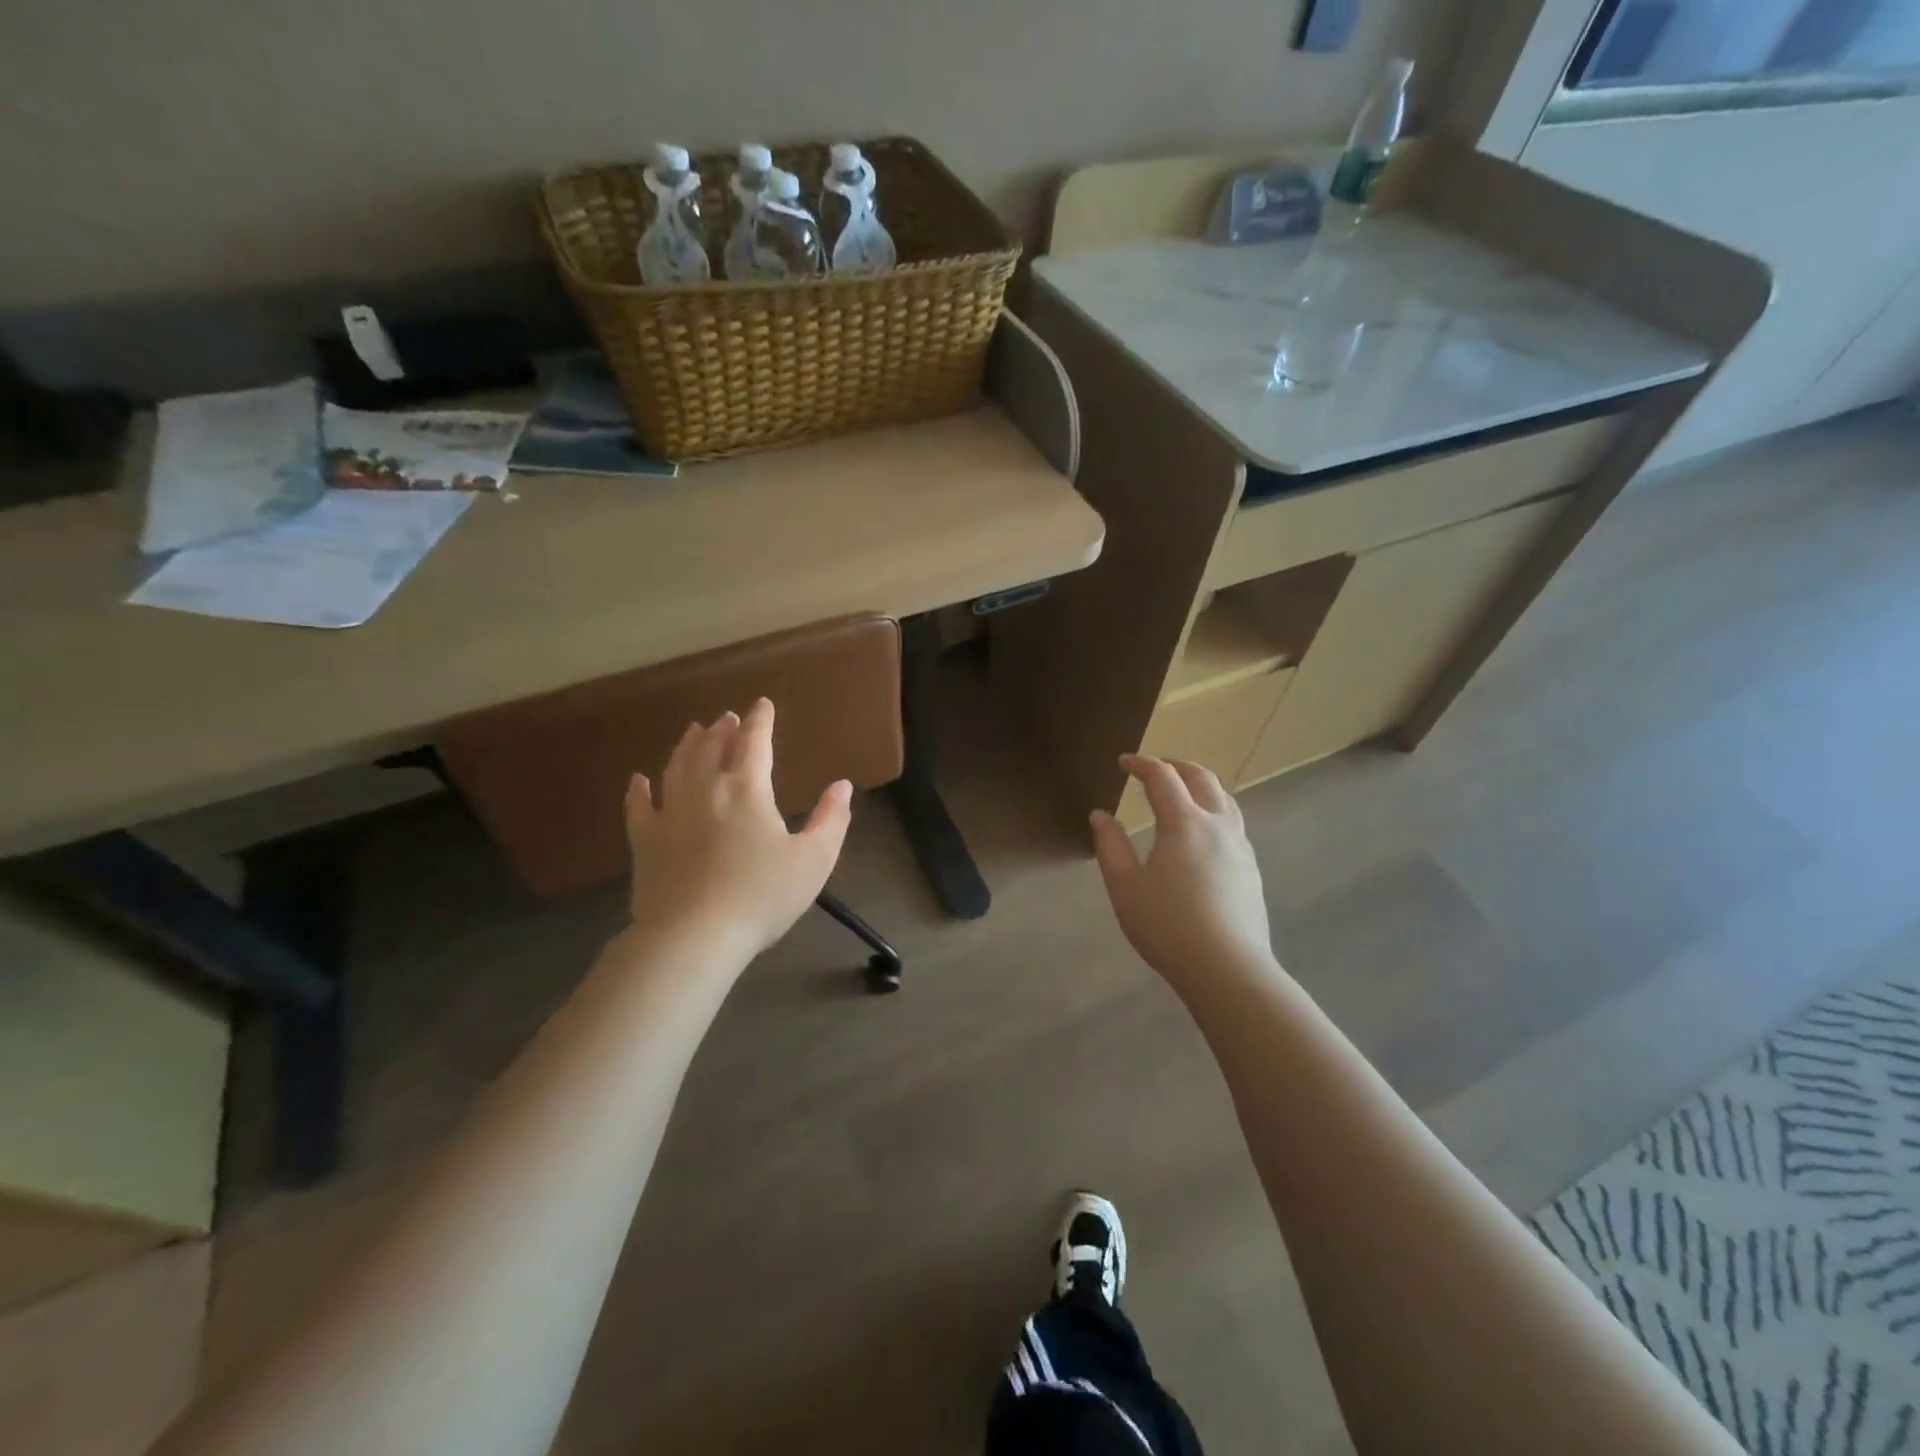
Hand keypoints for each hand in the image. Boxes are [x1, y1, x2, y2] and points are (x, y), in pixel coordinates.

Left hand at [624, 698, 851, 963]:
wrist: (694, 936)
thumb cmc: (761, 897)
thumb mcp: (814, 860)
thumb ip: (831, 820)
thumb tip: (842, 786)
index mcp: (747, 790)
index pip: (755, 743)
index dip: (761, 721)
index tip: (763, 704)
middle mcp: (706, 790)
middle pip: (712, 747)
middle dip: (724, 729)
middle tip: (728, 718)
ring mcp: (670, 813)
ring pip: (677, 767)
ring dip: (688, 745)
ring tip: (694, 730)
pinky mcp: (645, 841)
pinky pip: (639, 807)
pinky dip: (639, 790)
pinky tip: (639, 780)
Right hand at [1090, 754, 1274, 987]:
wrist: (1227, 969)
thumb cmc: (1168, 926)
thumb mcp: (1125, 887)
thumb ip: (1110, 846)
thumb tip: (1101, 815)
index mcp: (1184, 823)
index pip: (1163, 777)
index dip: (1141, 764)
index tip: (1124, 762)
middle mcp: (1217, 825)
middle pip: (1201, 778)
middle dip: (1175, 766)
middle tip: (1153, 769)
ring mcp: (1240, 846)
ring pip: (1224, 798)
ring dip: (1200, 784)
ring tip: (1181, 792)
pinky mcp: (1251, 868)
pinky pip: (1232, 822)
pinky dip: (1213, 808)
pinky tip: (1202, 832)